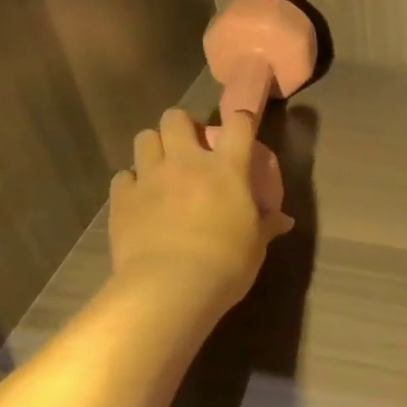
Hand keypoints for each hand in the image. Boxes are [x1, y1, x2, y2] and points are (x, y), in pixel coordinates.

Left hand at [108, 108, 292, 308]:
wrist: (170, 287)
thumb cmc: (226, 264)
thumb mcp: (256, 246)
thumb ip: (267, 226)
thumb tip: (284, 221)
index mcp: (227, 168)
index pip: (238, 123)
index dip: (240, 119)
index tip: (241, 128)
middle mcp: (186, 162)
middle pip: (176, 118)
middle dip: (182, 126)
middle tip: (190, 147)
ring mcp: (150, 177)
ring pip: (144, 138)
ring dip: (154, 147)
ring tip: (161, 168)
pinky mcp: (122, 199)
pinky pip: (123, 177)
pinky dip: (131, 183)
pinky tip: (139, 200)